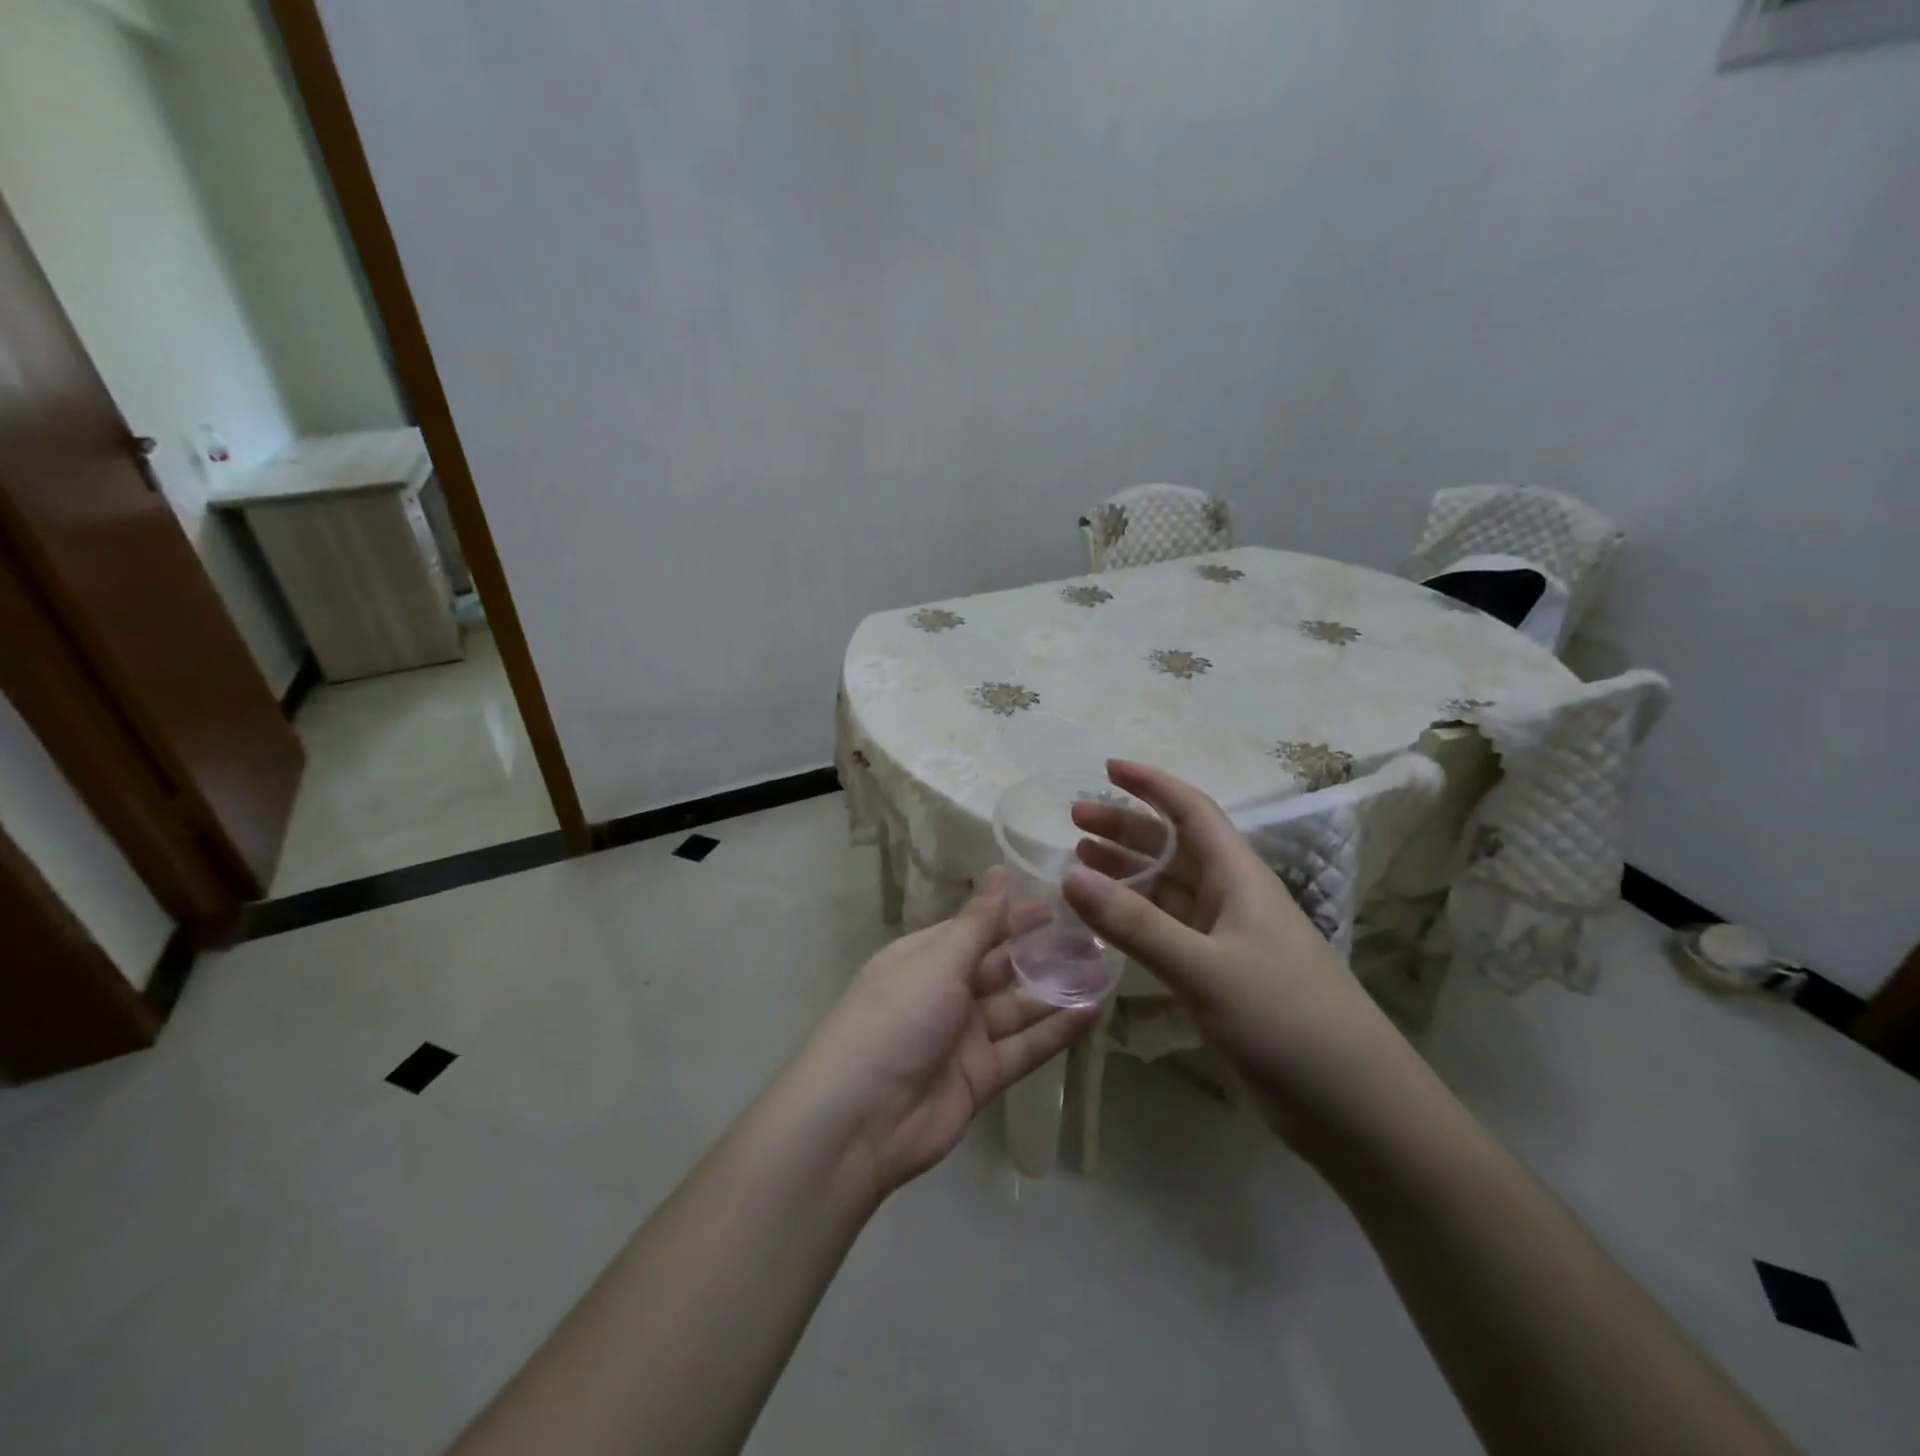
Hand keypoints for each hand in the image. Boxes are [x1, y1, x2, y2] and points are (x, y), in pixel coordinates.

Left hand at [791, 870, 1096, 1198]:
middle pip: (1000, 967)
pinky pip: (1023, 1048)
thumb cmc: (895, 1018)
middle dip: (1042, 953)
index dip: (1013, 916)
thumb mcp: (936, 962)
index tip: (1057, 902)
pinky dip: (1054, 1032)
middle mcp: (944, 992)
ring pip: (1017, 1007)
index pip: (975, 929)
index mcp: (924, 958)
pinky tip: (1090, 1012)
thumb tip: (999, 872)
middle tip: (1094, 936)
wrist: (860, 1120)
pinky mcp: (981, 1078)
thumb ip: (977, 923)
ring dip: (1056, 991)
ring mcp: (963, 1037)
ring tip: (1103, 970)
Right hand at [1062, 760, 1418, 1148]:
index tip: (1108, 768)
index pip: (1192, 811)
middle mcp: (1232, 899)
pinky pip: (1168, 933)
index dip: (1152, 785)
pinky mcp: (1220, 979)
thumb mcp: (1205, 968)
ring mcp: (1227, 941)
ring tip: (1079, 863)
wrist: (1354, 1107)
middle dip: (1125, 830)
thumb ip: (1136, 924)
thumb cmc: (1286, 1021)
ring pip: (1167, 891)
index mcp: (1240, 878)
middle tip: (1074, 823)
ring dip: (1126, 874)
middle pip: (1173, 848)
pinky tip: (1105, 924)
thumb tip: (1070, 876)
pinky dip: (1134, 921)